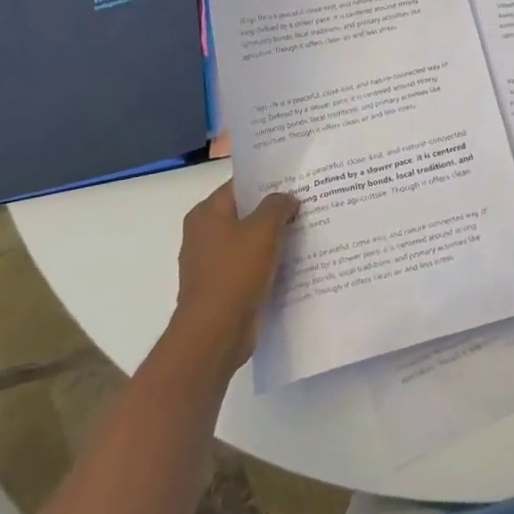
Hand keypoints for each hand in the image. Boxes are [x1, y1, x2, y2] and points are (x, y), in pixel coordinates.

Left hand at [168, 182, 299, 375]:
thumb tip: (287, 198)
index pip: (239, 186)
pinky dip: (269, 263)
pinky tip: (296, 261)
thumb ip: (277, 206)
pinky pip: (251, 266)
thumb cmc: (235, 273)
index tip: (297, 180)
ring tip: (308, 229)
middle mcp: (204, 234)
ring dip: (274, 238)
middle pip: (245, 213)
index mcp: (206, 214)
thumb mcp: (262, 230)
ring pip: (250, 241)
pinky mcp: (223, 287)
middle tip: (309, 202)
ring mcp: (212, 263)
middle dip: (274, 210)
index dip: (268, 180)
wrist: (214, 333)